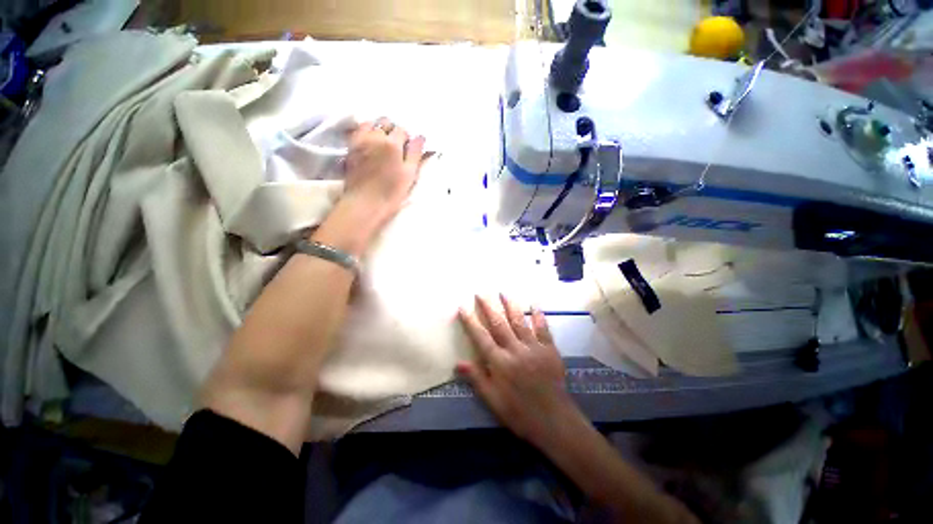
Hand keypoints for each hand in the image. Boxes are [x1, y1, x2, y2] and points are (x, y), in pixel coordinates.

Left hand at [344, 118, 425, 222]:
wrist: (365, 203)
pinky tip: (370, 144)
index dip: (407, 139)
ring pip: (370, 123)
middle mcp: (374, 136)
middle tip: (397, 146)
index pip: (402, 130)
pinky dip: (365, 132)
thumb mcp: (409, 175)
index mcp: (392, 144)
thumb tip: (420, 137)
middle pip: (385, 122)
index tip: (408, 150)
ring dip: (378, 129)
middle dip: (393, 130)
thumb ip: (415, 154)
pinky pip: (358, 131)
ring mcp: (360, 140)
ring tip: (382, 144)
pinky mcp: (350, 147)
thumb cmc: (391, 192)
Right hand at [458, 294, 576, 444]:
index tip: (463, 307)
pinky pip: (543, 328)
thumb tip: (458, 363)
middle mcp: (515, 350)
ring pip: (519, 321)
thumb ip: (477, 379)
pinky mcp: (549, 349)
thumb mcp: (493, 401)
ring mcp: (533, 347)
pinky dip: (538, 315)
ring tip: (503, 292)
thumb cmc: (520, 413)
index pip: (481, 337)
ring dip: (510, 305)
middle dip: (488, 307)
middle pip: (499, 324)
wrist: (555, 421)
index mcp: (500, 363)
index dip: (470, 321)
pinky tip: (535, 304)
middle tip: (481, 293)